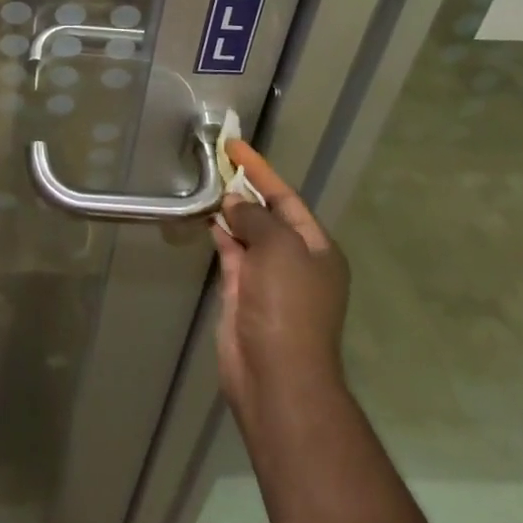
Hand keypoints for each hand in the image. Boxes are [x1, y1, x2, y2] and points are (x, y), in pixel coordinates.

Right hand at [211, 140, 351, 430]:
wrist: (276, 376)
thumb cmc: (288, 305)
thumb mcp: (278, 247)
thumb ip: (255, 216)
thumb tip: (234, 202)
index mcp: (317, 249)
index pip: (286, 197)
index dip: (260, 170)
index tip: (234, 146)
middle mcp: (295, 260)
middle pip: (267, 213)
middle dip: (244, 187)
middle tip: (216, 159)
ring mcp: (268, 278)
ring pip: (247, 232)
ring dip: (229, 208)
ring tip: (205, 180)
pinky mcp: (242, 293)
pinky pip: (231, 252)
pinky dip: (219, 232)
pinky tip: (205, 214)